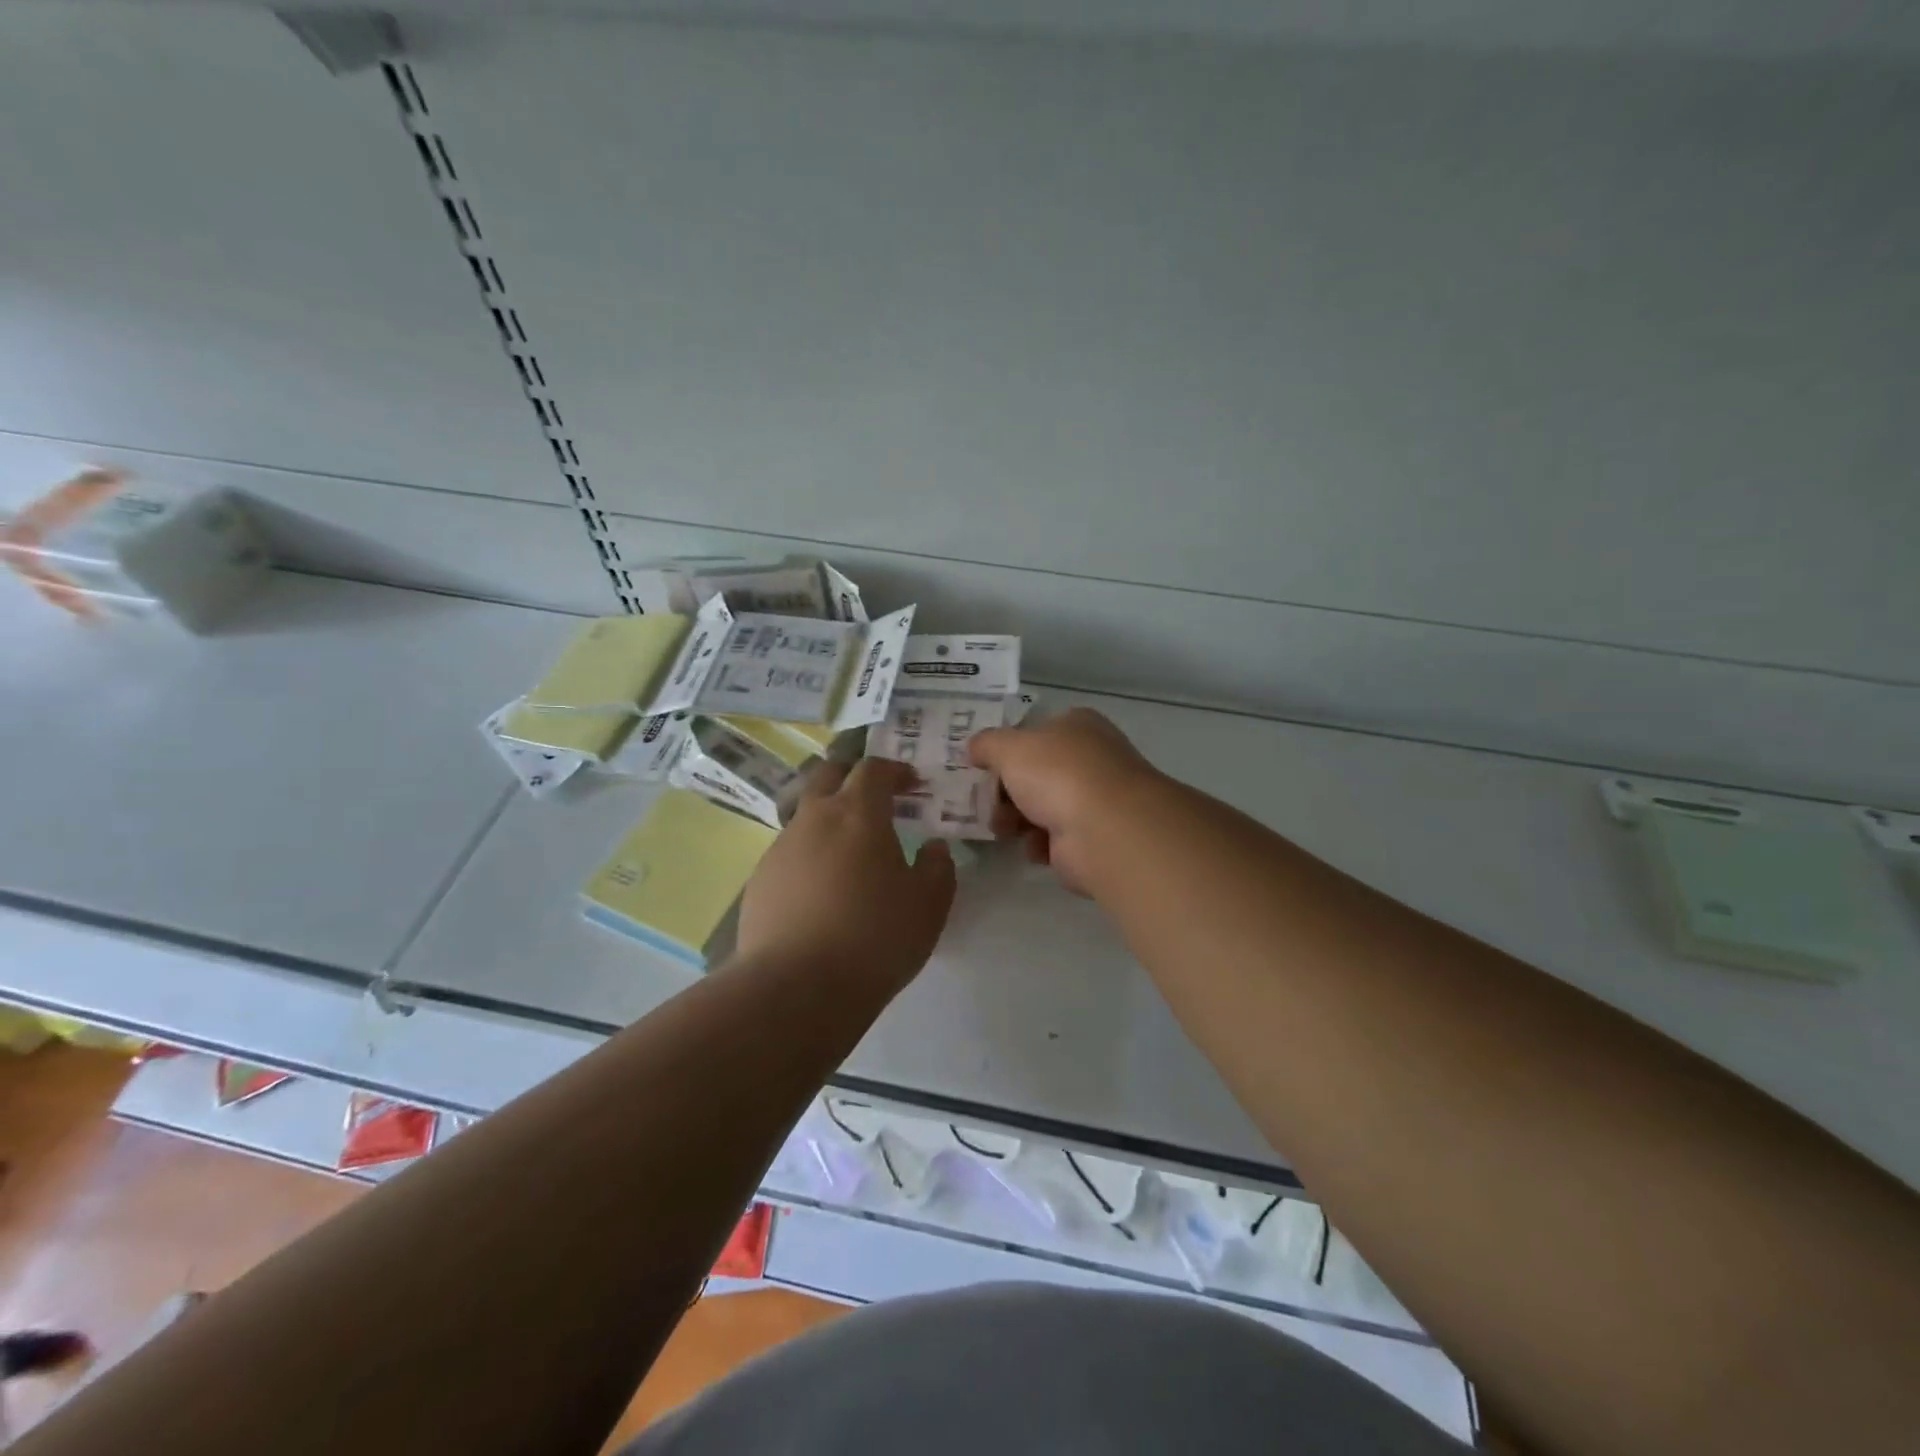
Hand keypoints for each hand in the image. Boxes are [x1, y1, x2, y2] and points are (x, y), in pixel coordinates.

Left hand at [734, 758, 956, 992]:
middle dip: (852, 777)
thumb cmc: (874, 937)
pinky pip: (789, 854)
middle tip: (874, 798)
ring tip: (849, 855)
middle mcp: (813, 818)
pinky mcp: (759, 881)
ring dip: (829, 820)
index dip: (895, 770)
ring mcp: (780, 849)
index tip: (912, 785)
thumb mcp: (928, 905)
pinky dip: (809, 857)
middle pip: (827, 775)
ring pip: (805, 816)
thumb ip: (937, 867)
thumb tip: (932, 848)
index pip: (873, 769)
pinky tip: (821, 893)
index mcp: (857, 813)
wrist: (796, 988)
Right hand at [969, 708, 1162, 895]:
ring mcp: (1095, 798)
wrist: (1104, 830)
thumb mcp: (1008, 747)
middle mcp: (1091, 757)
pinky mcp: (1094, 837)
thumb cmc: (1057, 775)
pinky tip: (1034, 847)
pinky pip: (1055, 838)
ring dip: (1017, 819)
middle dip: (1006, 791)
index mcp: (1077, 725)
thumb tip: (973, 748)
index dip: (1006, 750)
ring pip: (1042, 806)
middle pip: (1035, 773)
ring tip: (1004, 830)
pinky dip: (1039, 844)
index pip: (1035, 733)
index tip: (982, 769)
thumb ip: (986, 744)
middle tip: (985, 805)